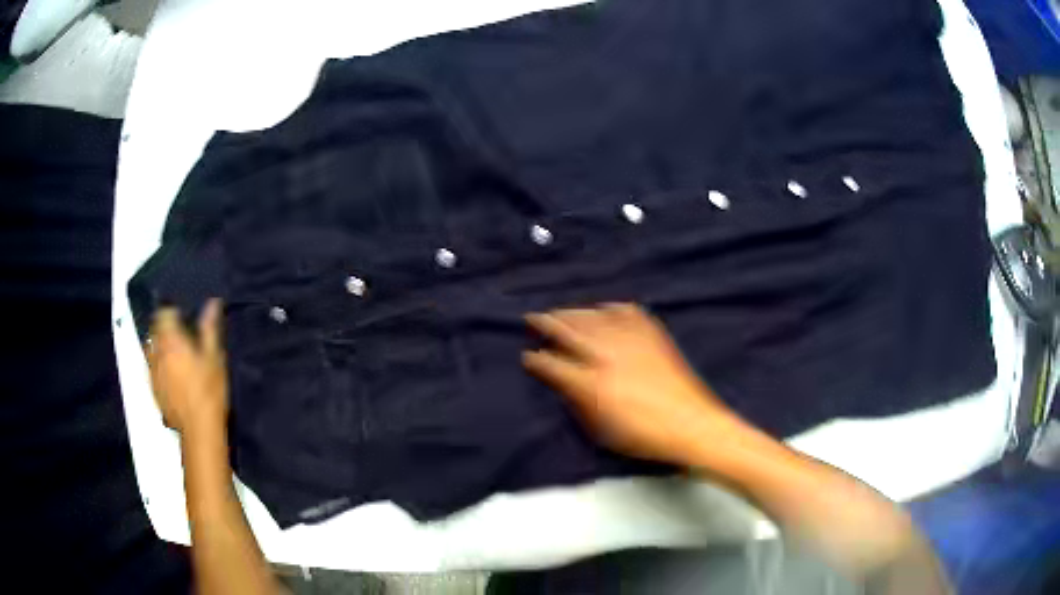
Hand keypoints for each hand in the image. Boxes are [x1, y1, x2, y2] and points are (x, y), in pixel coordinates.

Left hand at [147, 299, 227, 435]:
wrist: (199, 430)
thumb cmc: (209, 391)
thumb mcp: (215, 358)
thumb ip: (210, 329)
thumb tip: (212, 302)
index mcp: (171, 340)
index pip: (163, 313)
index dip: (171, 310)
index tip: (182, 313)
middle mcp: (157, 352)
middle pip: (154, 329)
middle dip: (163, 326)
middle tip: (178, 332)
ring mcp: (152, 372)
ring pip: (150, 348)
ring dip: (158, 345)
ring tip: (172, 352)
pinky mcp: (153, 389)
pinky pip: (151, 367)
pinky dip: (158, 364)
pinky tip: (170, 374)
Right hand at [523, 303, 737, 466]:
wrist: (691, 423)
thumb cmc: (642, 436)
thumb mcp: (600, 430)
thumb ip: (576, 402)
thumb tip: (562, 382)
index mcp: (589, 383)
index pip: (551, 363)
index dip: (535, 358)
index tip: (527, 356)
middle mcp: (605, 355)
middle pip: (567, 329)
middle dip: (545, 322)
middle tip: (531, 318)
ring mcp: (630, 340)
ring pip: (592, 316)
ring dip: (572, 312)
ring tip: (560, 312)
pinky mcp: (651, 333)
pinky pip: (624, 311)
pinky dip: (608, 308)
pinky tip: (602, 309)